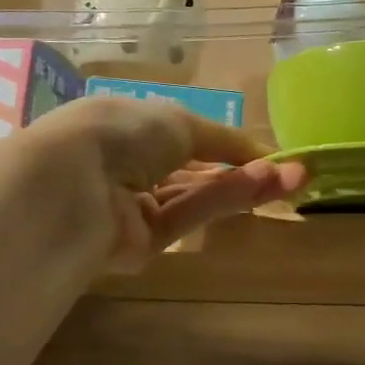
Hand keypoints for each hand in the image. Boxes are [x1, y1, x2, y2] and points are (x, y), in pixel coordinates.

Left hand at [22, 96, 307, 271]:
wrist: (69, 185)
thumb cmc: (121, 132)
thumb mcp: (179, 120)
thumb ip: (224, 141)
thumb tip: (263, 156)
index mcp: (128, 126)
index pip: (185, 137)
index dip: (227, 145)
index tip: (269, 154)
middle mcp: (130, 166)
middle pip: (197, 171)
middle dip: (245, 169)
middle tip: (295, 172)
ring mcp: (135, 207)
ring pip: (199, 196)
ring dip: (244, 185)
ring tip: (293, 179)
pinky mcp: (142, 243)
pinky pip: (189, 217)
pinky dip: (223, 201)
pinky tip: (263, 187)